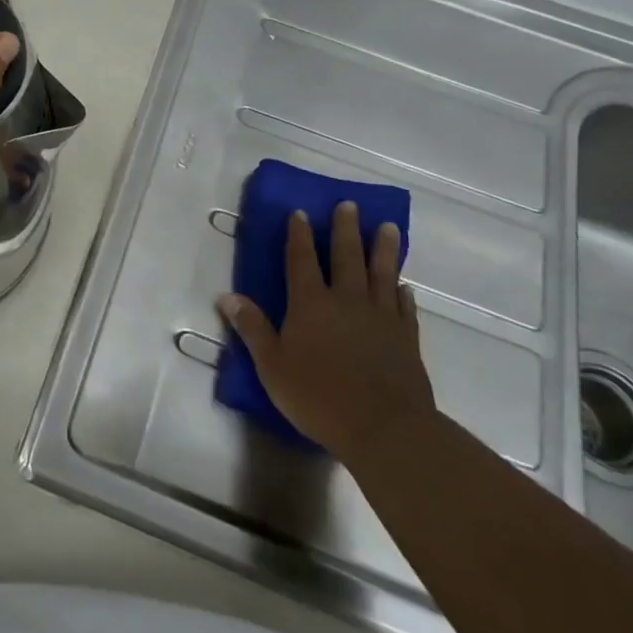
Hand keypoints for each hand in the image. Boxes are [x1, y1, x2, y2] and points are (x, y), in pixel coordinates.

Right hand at [217, 204, 436, 463]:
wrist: (385, 428)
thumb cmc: (318, 396)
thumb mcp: (272, 365)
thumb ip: (252, 327)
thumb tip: (227, 296)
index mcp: (310, 304)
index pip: (302, 260)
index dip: (299, 235)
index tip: (300, 212)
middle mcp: (346, 300)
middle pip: (346, 256)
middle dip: (345, 229)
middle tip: (349, 205)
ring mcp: (380, 317)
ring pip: (381, 273)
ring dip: (383, 249)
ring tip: (388, 226)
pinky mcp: (406, 338)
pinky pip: (404, 306)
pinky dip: (402, 292)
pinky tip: (404, 285)